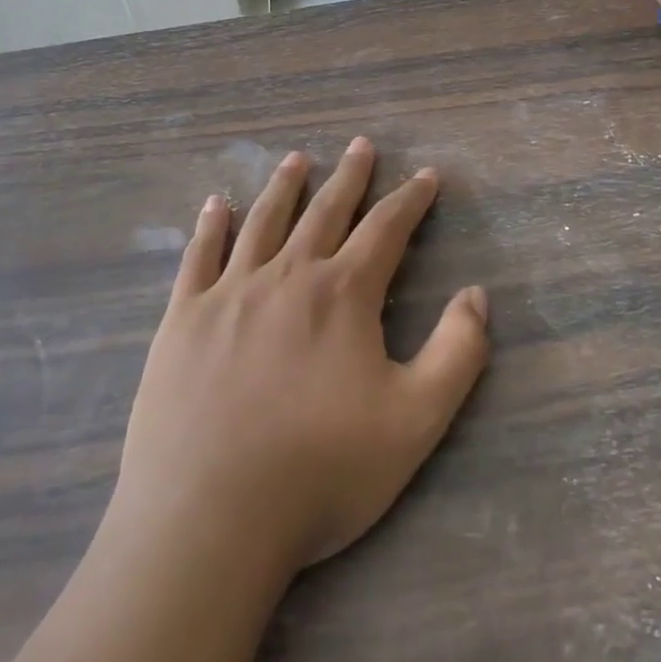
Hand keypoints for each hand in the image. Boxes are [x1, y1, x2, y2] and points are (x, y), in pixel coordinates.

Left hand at [113, 137, 489, 579]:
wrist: (208, 517)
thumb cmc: (320, 471)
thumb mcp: (415, 421)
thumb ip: (457, 353)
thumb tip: (477, 294)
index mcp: (342, 294)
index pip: (386, 229)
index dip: (410, 199)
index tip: (426, 175)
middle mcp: (286, 276)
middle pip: (325, 212)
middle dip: (350, 176)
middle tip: (361, 144)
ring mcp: (229, 293)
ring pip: (263, 222)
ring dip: (284, 187)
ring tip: (297, 159)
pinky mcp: (182, 318)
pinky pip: (198, 256)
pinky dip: (209, 226)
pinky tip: (214, 204)